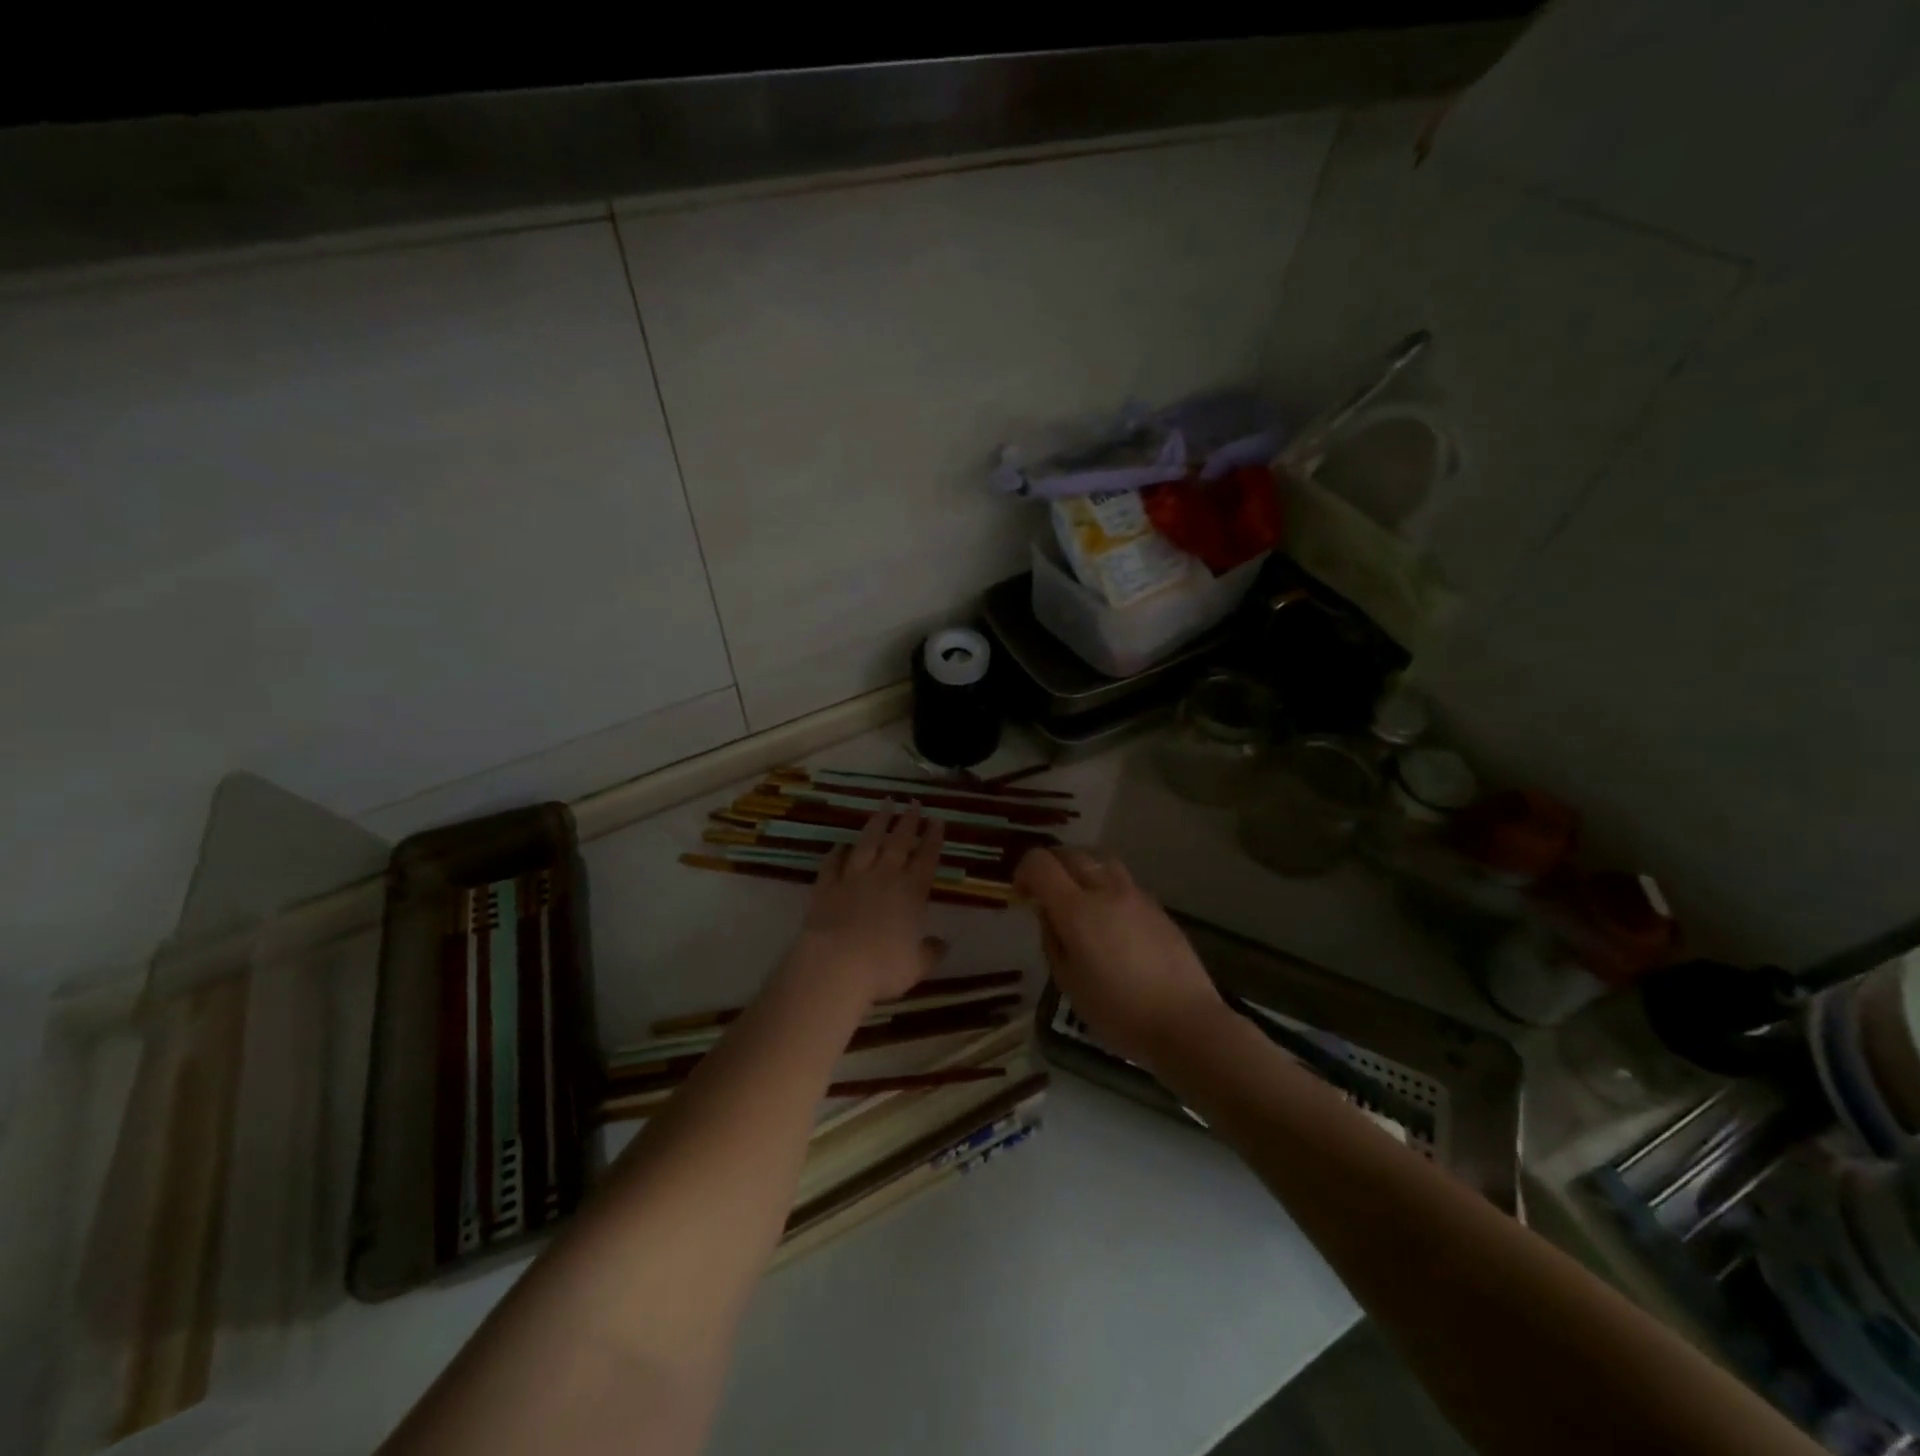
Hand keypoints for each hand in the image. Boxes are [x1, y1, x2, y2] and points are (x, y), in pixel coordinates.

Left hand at [795, 803, 946, 1004]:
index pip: (926, 858)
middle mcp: (884, 877)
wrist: (835, 965)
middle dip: (908, 820)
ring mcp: (853, 878)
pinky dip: (837, 852)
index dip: (933, 838)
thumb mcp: (917, 965)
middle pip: (899, 842)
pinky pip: (832, 863)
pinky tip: (840, 844)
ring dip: (877, 823)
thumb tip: (943, 944)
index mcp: (912, 892)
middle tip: (914, 802)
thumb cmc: (883, 967)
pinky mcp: (826, 886)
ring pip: (867, 843)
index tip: (937, 819)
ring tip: (884, 805)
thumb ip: (931, 951)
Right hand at [1015, 846, 1225, 1068]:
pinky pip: (1123, 880)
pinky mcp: (1157, 907)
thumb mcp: (1068, 983)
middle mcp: (1105, 890)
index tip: (1021, 895)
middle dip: (1050, 865)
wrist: (1185, 1022)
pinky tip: (1109, 915)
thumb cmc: (1118, 1012)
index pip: (1040, 863)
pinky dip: (1106, 884)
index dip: (1023, 871)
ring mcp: (1135, 895)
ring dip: (1081, 868)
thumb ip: (1052, 940)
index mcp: (1076, 909)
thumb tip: (1048, 914)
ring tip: (1077, 895)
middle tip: (1044, 891)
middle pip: (1071, 854)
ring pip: (1101, 859)